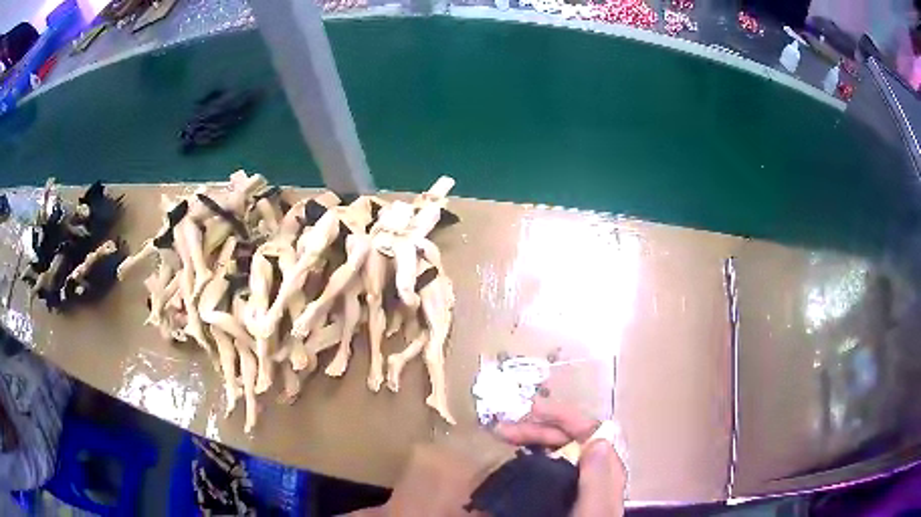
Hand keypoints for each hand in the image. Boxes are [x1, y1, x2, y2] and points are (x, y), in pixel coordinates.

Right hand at [495, 399, 626, 516]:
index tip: (531, 410)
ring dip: (533, 438)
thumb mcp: (594, 510)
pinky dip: (531, 454)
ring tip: (504, 437)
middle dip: (538, 427)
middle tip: (503, 429)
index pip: (591, 430)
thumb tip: (597, 439)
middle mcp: (593, 470)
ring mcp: (578, 481)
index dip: (564, 415)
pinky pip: (548, 464)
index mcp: (605, 470)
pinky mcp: (564, 491)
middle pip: (570, 437)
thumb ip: (599, 480)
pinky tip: (516, 458)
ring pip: (558, 448)